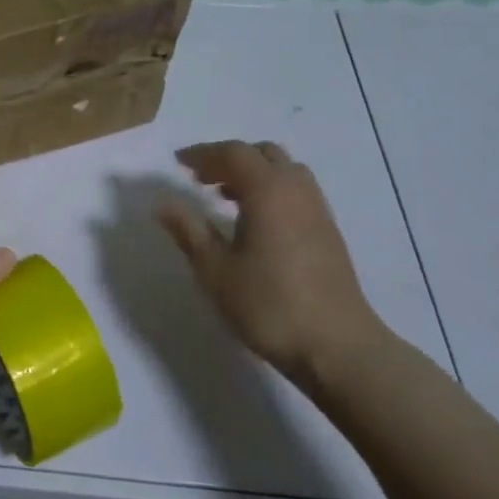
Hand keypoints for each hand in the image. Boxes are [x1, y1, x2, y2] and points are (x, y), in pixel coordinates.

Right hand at [157, 140, 387, 389]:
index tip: (178, 163)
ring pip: (284, 171)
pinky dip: (270, 190)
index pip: (233, 153)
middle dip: (229, 159)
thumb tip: (162, 202)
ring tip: (224, 197)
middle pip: (263, 154)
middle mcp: (296, 191)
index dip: (203, 153)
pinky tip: (254, 222)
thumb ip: (188, 231)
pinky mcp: (327, 232)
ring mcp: (317, 210)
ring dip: (252, 174)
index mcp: (268, 192)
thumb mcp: (215, 270)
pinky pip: (296, 192)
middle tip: (199, 179)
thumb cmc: (267, 305)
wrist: (336, 345)